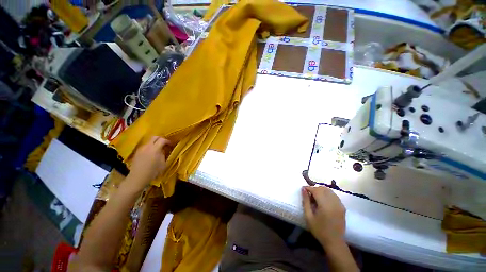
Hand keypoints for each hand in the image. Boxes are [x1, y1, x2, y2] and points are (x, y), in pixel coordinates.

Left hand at [128, 136, 170, 189]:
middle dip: (161, 139)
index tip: (171, 145)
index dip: (168, 141)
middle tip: (165, 144)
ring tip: (158, 149)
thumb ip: (164, 154)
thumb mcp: (163, 163)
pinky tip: (152, 153)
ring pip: (149, 141)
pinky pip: (145, 146)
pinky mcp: (137, 152)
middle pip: (155, 137)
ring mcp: (141, 148)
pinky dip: (150, 147)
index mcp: (154, 149)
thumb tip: (164, 149)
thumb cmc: (153, 172)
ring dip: (155, 143)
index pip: (162, 140)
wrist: (137, 178)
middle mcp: (147, 146)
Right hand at [302, 186, 345, 247]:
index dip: (309, 188)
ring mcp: (340, 204)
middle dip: (314, 188)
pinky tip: (323, 200)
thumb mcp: (308, 216)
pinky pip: (334, 195)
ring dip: (321, 190)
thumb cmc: (319, 230)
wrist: (334, 241)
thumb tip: (303, 189)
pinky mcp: (343, 207)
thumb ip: (306, 201)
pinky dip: (327, 194)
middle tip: (308, 194)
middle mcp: (333, 202)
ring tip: (315, 196)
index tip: (303, 189)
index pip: (316, 190)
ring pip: (329, 190)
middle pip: (323, 189)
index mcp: (325, 205)